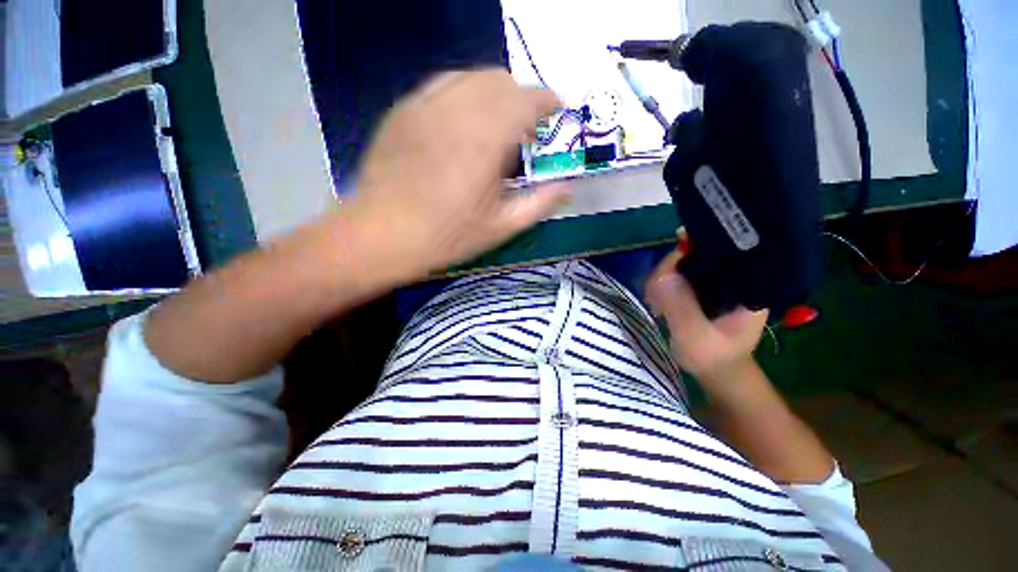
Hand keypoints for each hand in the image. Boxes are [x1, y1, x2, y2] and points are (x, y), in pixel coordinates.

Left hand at [350, 69, 569, 281]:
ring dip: (493, 93)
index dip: (548, 101)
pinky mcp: (403, 111)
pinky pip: (442, 86)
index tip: (557, 113)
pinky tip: (463, 122)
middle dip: (522, 98)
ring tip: (497, 123)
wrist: (383, 235)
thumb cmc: (447, 236)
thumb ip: (539, 204)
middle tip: (526, 128)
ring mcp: (425, 105)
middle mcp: (458, 110)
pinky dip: (464, 95)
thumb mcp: (501, 227)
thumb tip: (567, 188)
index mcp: (486, 139)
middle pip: (500, 80)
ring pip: (470, 77)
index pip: (527, 99)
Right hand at [645, 235, 768, 392]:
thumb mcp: (696, 337)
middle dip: (670, 269)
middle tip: (655, 295)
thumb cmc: (713, 358)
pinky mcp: (699, 286)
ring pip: (681, 263)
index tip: (671, 261)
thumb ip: (681, 308)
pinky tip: (657, 301)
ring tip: (656, 303)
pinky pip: (675, 274)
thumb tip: (663, 276)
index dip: (693, 248)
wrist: (718, 371)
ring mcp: (714, 280)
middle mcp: (732, 275)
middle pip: (695, 253)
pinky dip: (661, 284)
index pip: (719, 250)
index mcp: (746, 283)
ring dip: (661, 278)